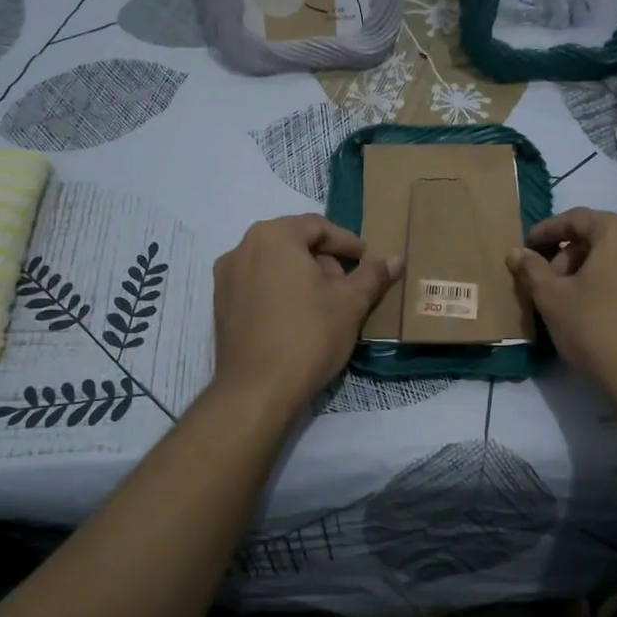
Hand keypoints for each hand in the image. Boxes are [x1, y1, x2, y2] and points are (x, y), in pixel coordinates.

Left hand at [211, 215, 401, 410]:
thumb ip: (373, 275)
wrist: (257, 390)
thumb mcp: (350, 303)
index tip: (366, 260)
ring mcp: (225, 278)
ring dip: (303, 277)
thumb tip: (396, 259)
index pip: (317, 226)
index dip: (346, 242)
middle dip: (324, 261)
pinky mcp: (220, 306)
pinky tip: (300, 319)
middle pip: (292, 243)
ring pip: (274, 265)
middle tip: (348, 285)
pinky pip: (257, 286)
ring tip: (327, 304)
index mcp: (272, 237)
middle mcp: (242, 249)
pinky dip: (281, 292)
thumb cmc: (308, 336)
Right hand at [508, 209, 616, 398]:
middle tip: (560, 283)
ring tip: (603, 290)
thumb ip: (531, 269)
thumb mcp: (551, 300)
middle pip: (611, 235)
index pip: (577, 219)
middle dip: (581, 254)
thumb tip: (516, 251)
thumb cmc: (596, 331)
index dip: (549, 231)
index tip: (531, 247)